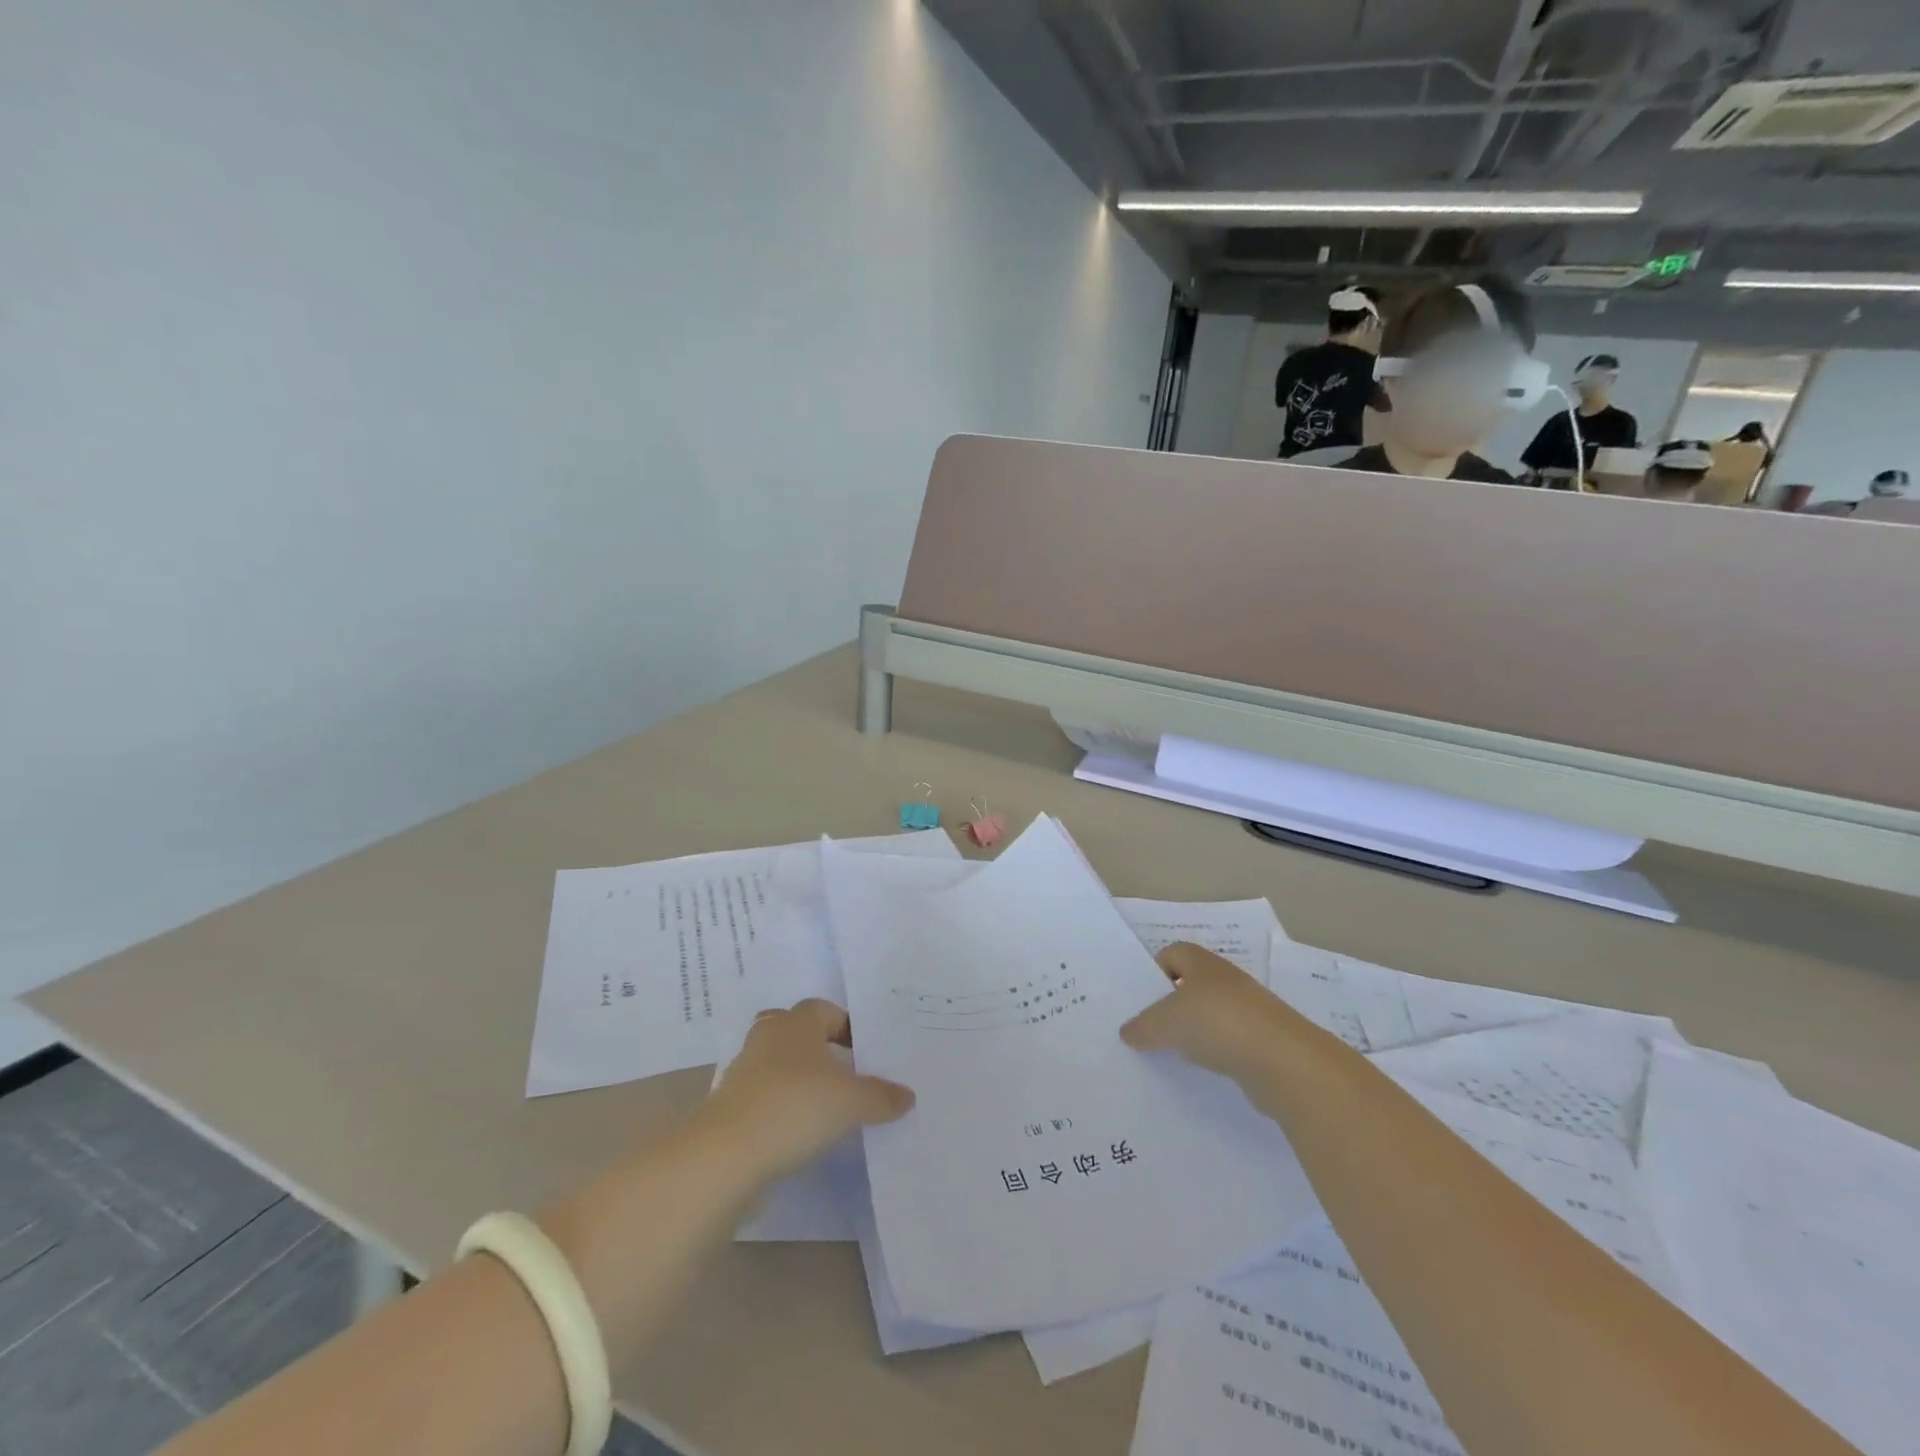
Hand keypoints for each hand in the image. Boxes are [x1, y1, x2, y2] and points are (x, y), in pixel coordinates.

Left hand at [699, 999, 915, 1183]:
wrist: (725, 1155)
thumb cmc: (795, 1107)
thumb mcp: (851, 1102)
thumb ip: (881, 1096)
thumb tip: (908, 1095)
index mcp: (796, 1022)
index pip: (825, 1009)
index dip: (847, 1027)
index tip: (866, 1053)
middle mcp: (768, 1037)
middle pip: (797, 1032)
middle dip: (819, 1048)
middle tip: (846, 1073)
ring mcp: (744, 1071)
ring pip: (778, 1064)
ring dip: (798, 1079)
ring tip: (825, 1105)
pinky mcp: (729, 1106)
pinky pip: (763, 1096)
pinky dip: (781, 1106)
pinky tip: (798, 1131)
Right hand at [1120, 942, 1296, 1083]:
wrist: (1284, 1062)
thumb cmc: (1218, 1023)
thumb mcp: (1166, 1023)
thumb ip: (1142, 1026)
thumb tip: (1127, 1032)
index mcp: (1203, 963)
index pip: (1172, 953)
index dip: (1155, 972)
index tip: (1142, 1000)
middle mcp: (1227, 980)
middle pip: (1191, 985)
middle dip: (1171, 1005)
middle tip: (1150, 1029)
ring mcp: (1249, 1011)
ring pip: (1211, 1014)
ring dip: (1194, 1032)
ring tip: (1175, 1054)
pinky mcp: (1263, 1041)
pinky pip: (1229, 1041)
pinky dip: (1216, 1053)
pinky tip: (1205, 1069)